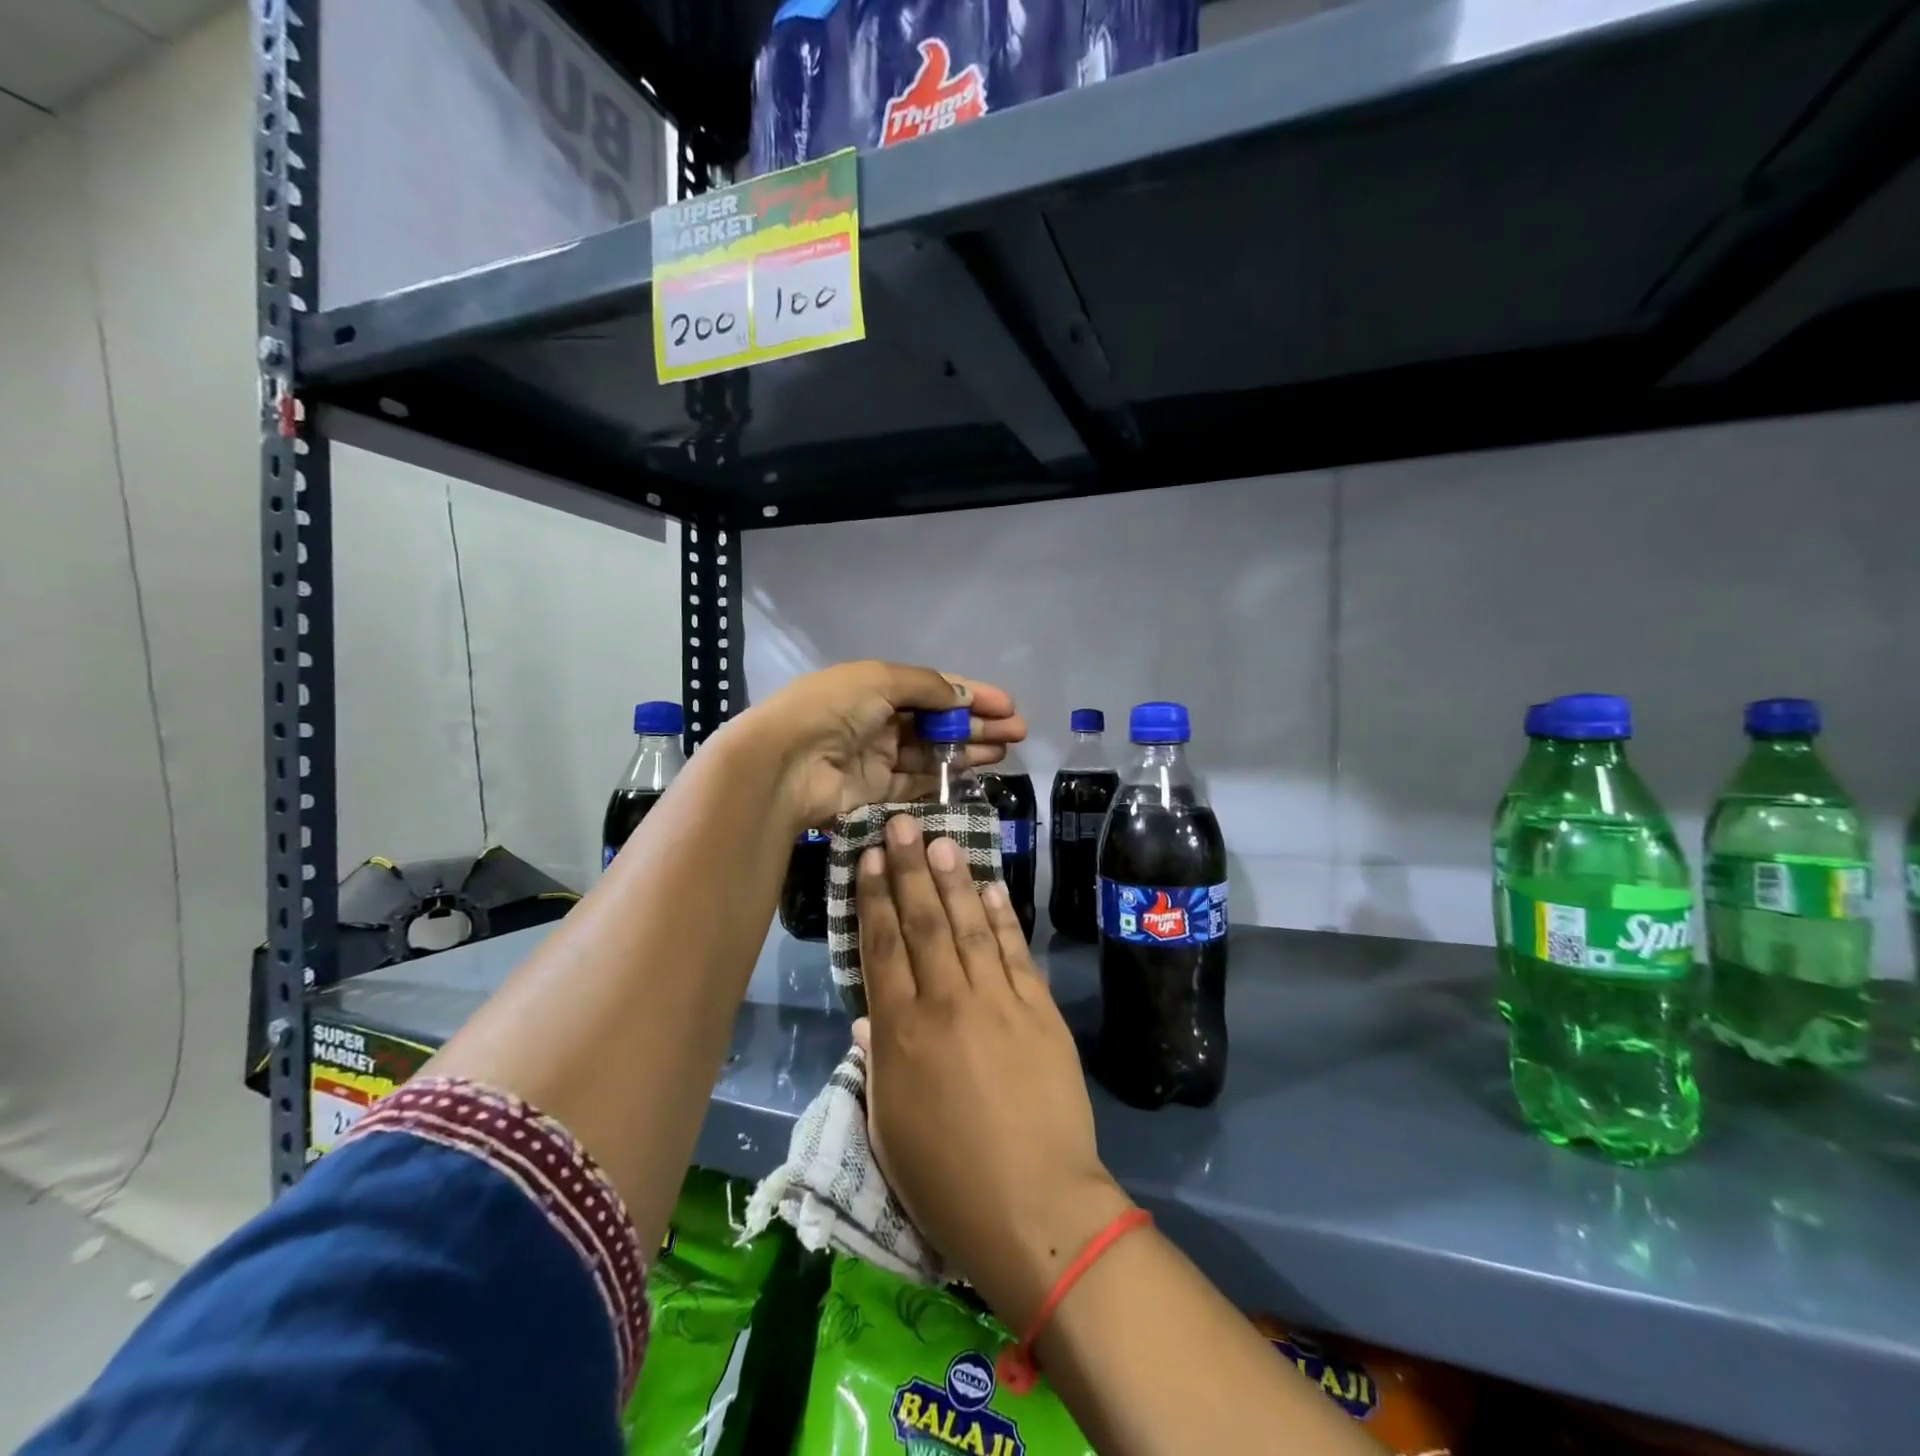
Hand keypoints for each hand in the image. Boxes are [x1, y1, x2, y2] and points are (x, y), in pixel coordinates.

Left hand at [735, 661, 1025, 827]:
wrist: (785, 763)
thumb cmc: (832, 709)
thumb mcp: (881, 680)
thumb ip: (927, 687)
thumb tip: (964, 697)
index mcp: (877, 686)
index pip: (934, 688)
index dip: (972, 695)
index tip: (1008, 706)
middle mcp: (878, 719)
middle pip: (938, 721)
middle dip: (978, 724)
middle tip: (1017, 733)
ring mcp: (877, 757)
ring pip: (933, 752)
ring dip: (968, 750)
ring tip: (1004, 752)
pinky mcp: (876, 791)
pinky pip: (918, 782)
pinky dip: (945, 778)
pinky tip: (975, 774)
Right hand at [854, 816, 1132, 1330]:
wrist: (1035, 1206)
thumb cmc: (947, 1181)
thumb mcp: (889, 1127)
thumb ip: (876, 1061)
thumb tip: (869, 1014)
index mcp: (901, 1031)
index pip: (882, 946)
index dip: (873, 897)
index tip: (868, 858)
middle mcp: (946, 1001)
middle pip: (924, 920)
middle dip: (909, 868)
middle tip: (902, 824)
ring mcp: (998, 1000)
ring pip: (969, 924)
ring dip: (955, 878)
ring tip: (942, 840)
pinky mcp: (1039, 1009)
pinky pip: (1014, 951)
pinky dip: (1001, 916)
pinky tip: (992, 887)